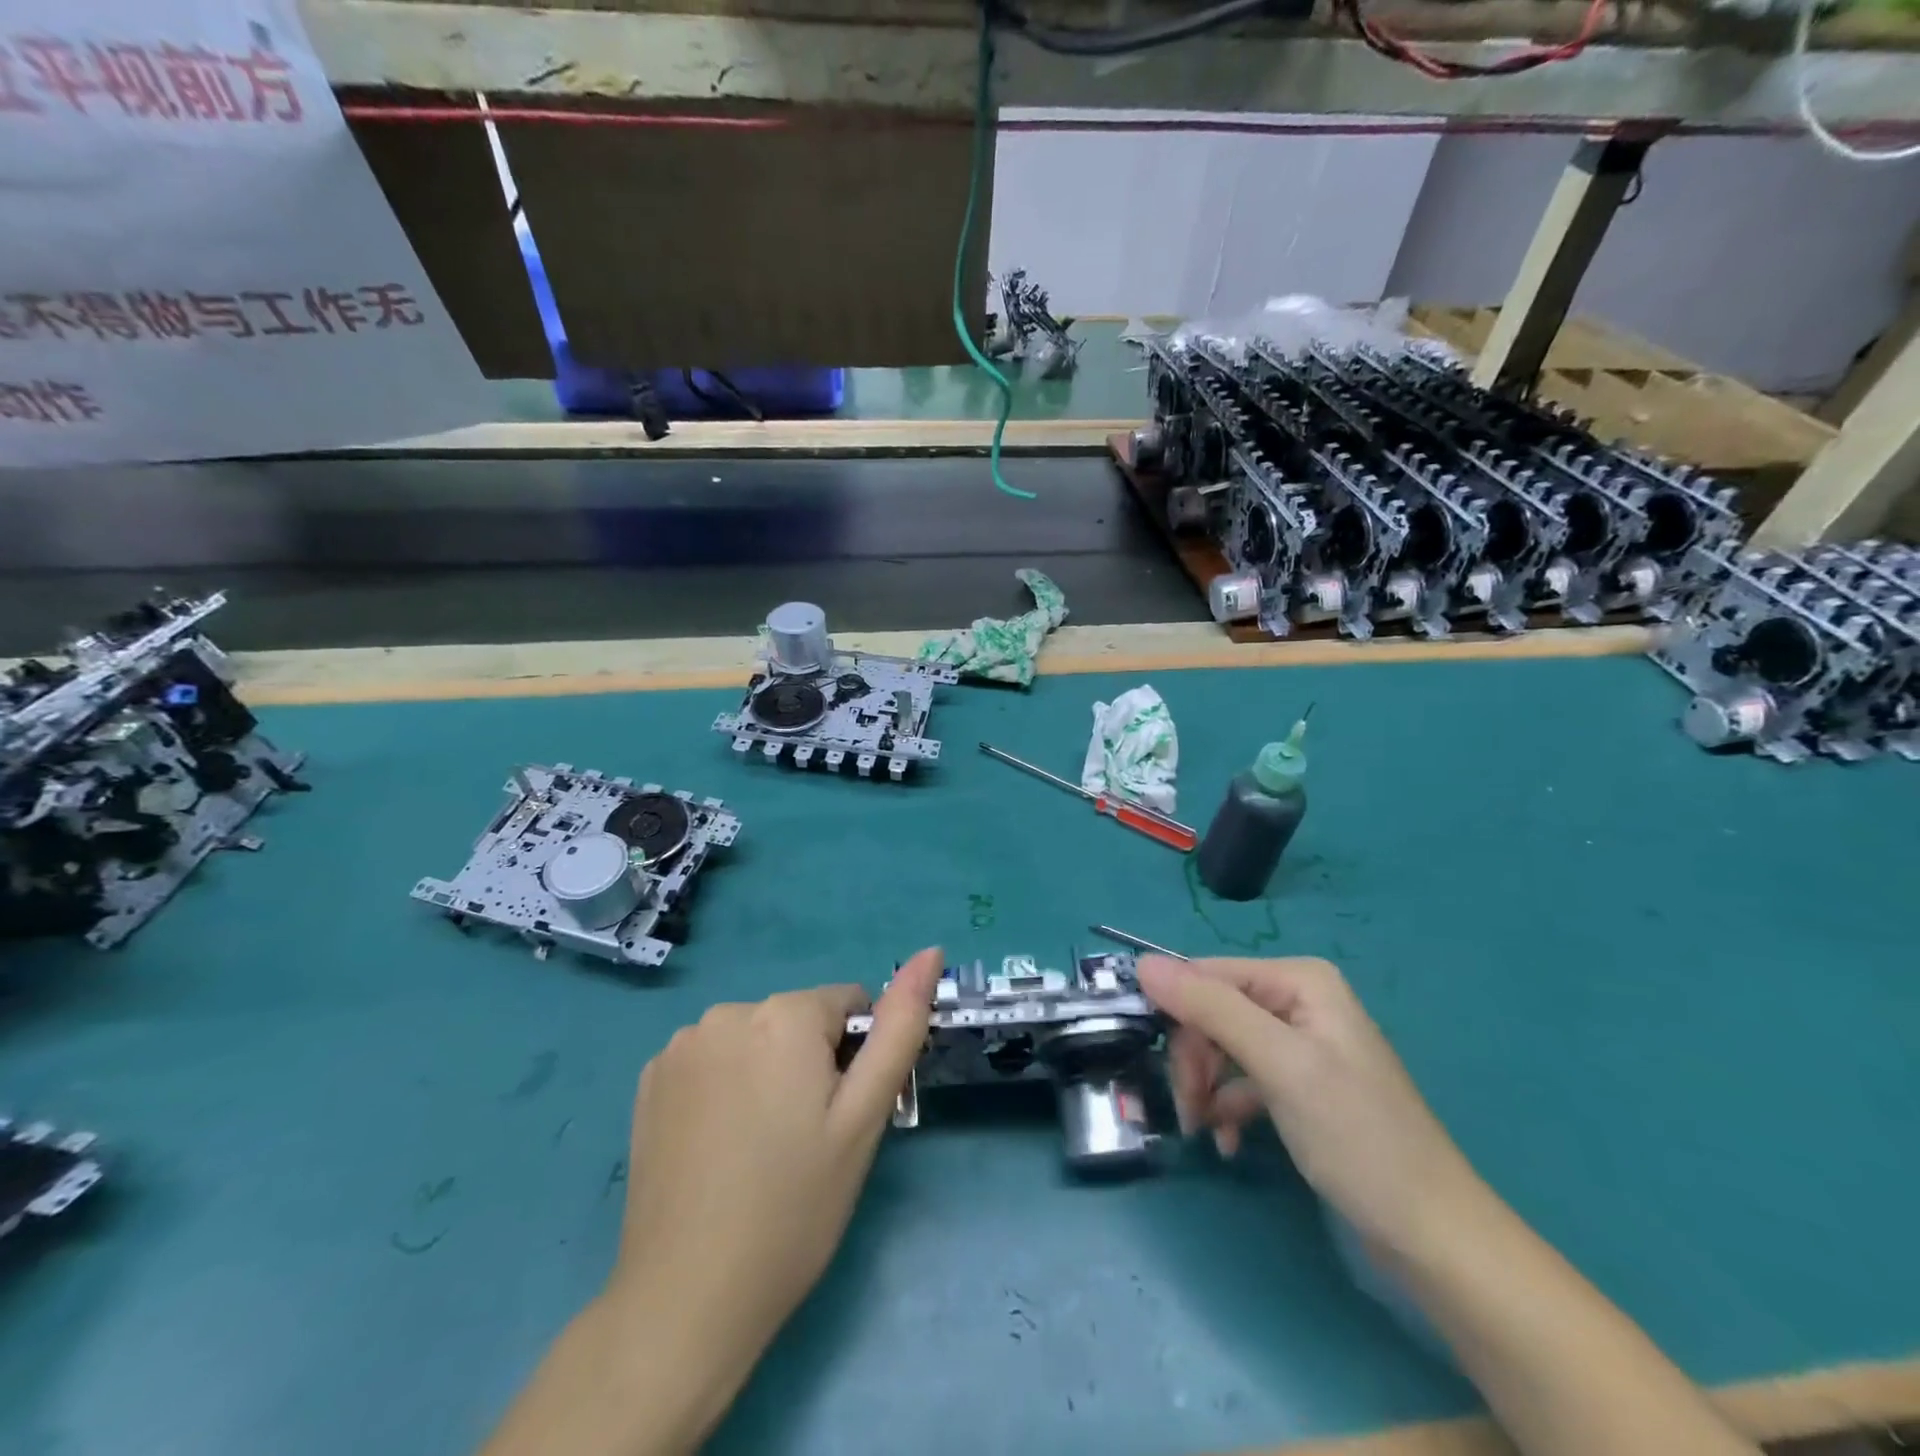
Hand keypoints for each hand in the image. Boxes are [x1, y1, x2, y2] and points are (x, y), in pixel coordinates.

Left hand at [607, 949, 942, 1438]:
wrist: (686, 1299)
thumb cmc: (794, 1206)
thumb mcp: (864, 1116)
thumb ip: (901, 1026)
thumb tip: (930, 951)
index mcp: (784, 1014)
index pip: (848, 1006)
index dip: (856, 1059)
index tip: (842, 1116)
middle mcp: (728, 1011)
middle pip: (798, 1021)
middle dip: (812, 1063)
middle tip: (805, 1139)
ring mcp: (681, 1045)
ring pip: (756, 1039)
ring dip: (768, 1071)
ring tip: (760, 1146)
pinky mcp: (650, 1078)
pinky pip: (712, 1060)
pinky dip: (725, 1086)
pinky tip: (719, 1146)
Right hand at [1135, 955, 1481, 1256]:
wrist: (1433, 1237)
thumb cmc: (1356, 1138)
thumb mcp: (1279, 1064)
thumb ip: (1210, 1008)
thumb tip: (1143, 964)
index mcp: (1298, 980)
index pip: (1206, 975)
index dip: (1173, 1011)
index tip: (1146, 1055)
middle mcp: (1297, 1000)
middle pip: (1213, 1012)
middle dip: (1193, 1058)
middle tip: (1187, 1109)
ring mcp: (1300, 1045)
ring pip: (1222, 1046)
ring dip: (1205, 1086)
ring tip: (1202, 1130)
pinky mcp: (1300, 1086)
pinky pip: (1243, 1079)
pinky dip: (1228, 1106)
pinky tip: (1227, 1141)